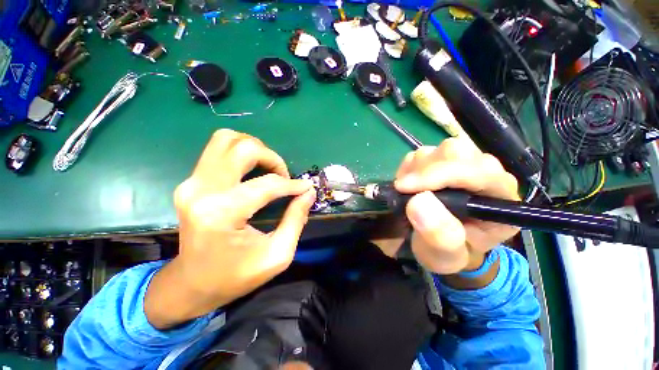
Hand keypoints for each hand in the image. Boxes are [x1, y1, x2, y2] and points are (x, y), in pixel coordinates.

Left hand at [145, 129, 315, 328]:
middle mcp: (202, 191)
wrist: (190, 285)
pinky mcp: (190, 182)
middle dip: (272, 158)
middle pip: (243, 148)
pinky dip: (241, 153)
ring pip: (226, 140)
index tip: (306, 188)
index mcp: (222, 213)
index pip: (267, 184)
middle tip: (283, 177)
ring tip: (269, 169)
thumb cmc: (235, 277)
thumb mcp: (277, 255)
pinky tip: (252, 170)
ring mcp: (191, 183)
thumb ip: (296, 220)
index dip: (292, 185)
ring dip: (255, 149)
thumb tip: (308, 193)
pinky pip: (219, 151)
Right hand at [394, 138, 519, 274]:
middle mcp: (487, 175)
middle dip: (425, 170)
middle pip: (457, 152)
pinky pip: (423, 153)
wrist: (441, 243)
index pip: (479, 172)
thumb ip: (440, 236)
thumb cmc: (448, 252)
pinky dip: (409, 167)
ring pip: (438, 150)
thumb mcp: (445, 256)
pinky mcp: (444, 162)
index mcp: (500, 200)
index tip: (406, 188)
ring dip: (416, 169)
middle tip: (405, 190)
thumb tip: (418, 202)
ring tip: (408, 191)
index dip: (441, 175)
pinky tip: (409, 185)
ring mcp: (465, 165)